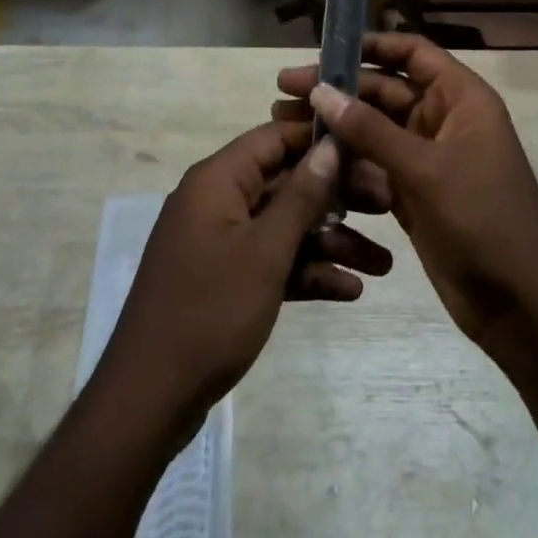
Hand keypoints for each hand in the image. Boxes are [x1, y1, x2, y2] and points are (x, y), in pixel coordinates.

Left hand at [97, 117, 393, 435]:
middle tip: (388, 207)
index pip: (275, 138)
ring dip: (331, 242)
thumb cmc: (209, 311)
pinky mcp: (226, 279)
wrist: (149, 399)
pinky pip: (273, 261)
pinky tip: (350, 291)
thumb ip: (301, 195)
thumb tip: (331, 144)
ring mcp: (221, 242)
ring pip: (285, 226)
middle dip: (338, 197)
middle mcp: (219, 201)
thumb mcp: (265, 251)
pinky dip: (306, 271)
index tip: (368, 148)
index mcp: (218, 180)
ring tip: (385, 265)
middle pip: (287, 183)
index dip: (321, 140)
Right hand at [275, 35, 537, 356]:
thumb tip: (321, 90)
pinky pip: (373, 164)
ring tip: (285, 121)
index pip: (412, 53)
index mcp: (460, 98)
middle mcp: (442, 119)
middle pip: (384, 90)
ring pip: (373, 129)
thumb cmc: (483, 220)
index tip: (323, 50)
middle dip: (337, 89)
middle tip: (284, 90)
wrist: (521, 306)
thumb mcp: (425, 169)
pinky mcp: (412, 192)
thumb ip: (370, 129)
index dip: (370, 46)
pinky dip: (345, 161)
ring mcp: (427, 158)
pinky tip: (309, 160)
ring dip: (335, 125)